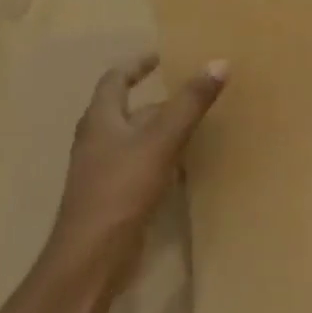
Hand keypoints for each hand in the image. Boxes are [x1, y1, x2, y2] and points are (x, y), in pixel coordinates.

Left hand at [44, 52, 228, 290]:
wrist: (92, 256)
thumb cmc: (121, 190)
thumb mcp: (161, 140)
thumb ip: (190, 103)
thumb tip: (219, 62)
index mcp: (100, 120)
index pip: (115, 80)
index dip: (137, 65)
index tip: (163, 56)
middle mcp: (98, 141)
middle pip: (127, 110)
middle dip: (160, 100)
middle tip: (194, 91)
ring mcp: (104, 170)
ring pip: (137, 139)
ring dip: (164, 128)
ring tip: (199, 124)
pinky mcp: (115, 195)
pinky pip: (143, 164)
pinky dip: (164, 157)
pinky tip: (187, 165)